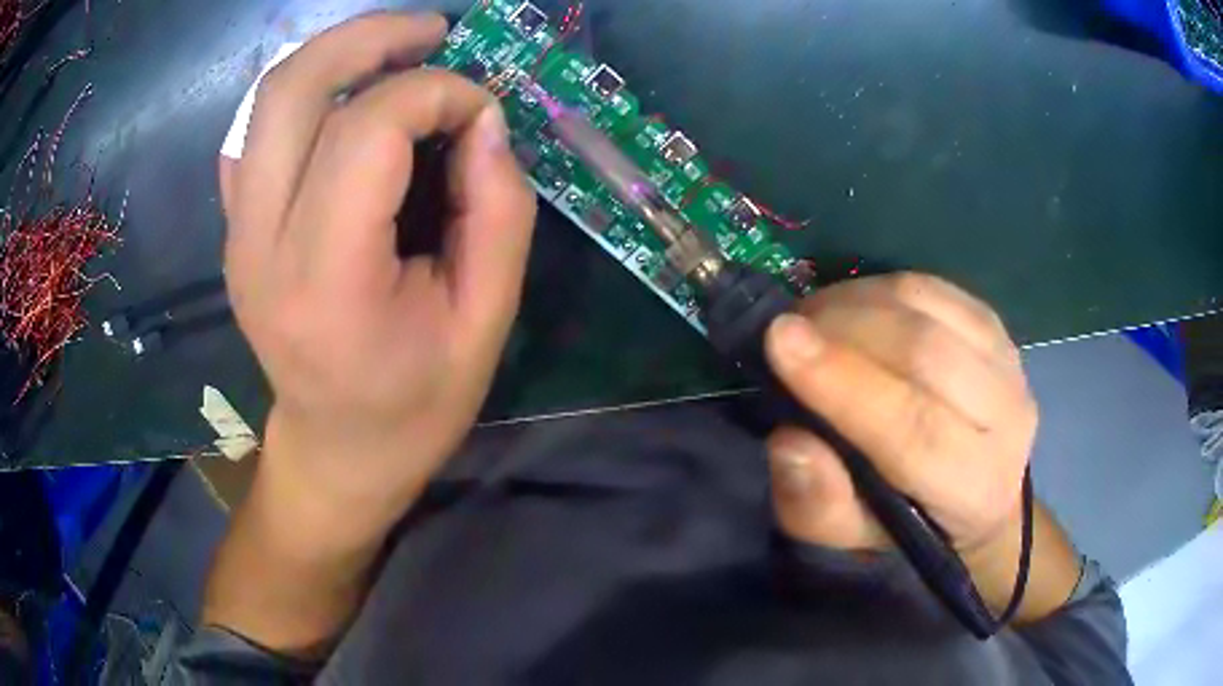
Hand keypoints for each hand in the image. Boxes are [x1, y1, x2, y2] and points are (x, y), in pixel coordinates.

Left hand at [220, 13, 535, 537]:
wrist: (337, 450)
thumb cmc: (415, 403)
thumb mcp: (487, 322)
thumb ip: (498, 212)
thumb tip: (485, 119)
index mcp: (326, 281)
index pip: (367, 131)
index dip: (437, 94)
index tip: (482, 110)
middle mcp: (261, 245)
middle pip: (293, 90)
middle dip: (369, 38)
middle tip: (432, 32)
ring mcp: (237, 234)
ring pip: (266, 98)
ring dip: (333, 53)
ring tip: (396, 50)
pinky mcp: (235, 229)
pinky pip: (252, 130)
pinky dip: (300, 93)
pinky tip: (342, 98)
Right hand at [763, 274, 1077, 621]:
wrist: (978, 493)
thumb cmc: (906, 522)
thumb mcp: (848, 536)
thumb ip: (817, 503)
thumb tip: (789, 440)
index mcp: (974, 489)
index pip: (914, 428)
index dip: (845, 382)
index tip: (780, 340)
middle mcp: (1006, 419)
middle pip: (925, 352)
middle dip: (844, 328)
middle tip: (788, 329)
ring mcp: (1008, 361)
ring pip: (928, 307)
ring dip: (856, 301)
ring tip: (813, 318)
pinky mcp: (995, 324)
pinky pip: (932, 287)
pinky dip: (881, 288)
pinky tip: (852, 307)